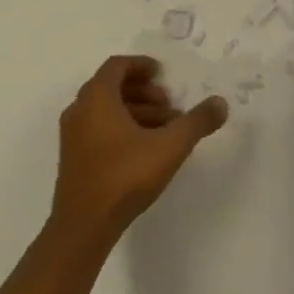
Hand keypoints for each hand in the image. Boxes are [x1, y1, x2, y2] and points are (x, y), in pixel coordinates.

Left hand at [52, 55, 227, 240]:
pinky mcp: (72, 158)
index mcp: (96, 96)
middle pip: (112, 87)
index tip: (162, 74)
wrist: (82, 227)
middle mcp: (79, 109)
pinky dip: (121, 128)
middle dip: (143, 92)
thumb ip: (196, 122)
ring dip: (135, 111)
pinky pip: (98, 128)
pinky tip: (144, 150)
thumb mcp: (169, 146)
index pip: (117, 65)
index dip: (141, 65)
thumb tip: (221, 103)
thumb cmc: (124, 176)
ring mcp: (72, 135)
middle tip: (168, 105)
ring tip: (163, 130)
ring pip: (106, 110)